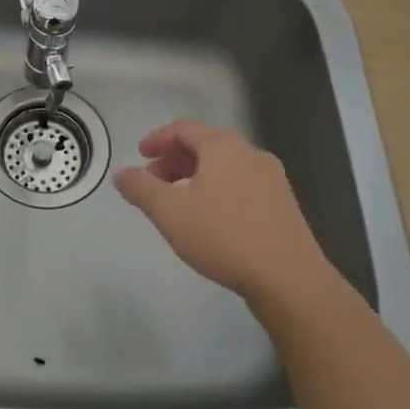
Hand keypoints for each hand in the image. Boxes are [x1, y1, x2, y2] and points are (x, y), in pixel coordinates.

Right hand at [113, 121, 333, 306]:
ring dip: (195, 176)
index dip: (158, 139)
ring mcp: (271, 179)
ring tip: (178, 203)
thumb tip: (120, 173)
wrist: (289, 279)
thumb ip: (141, 188)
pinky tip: (210, 219)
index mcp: (223, 146)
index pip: (184, 129)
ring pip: (224, 166)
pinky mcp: (283, 205)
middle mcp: (250, 154)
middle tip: (153, 181)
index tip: (140, 155)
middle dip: (175, 159)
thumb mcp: (170, 212)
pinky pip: (241, 185)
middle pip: (205, 145)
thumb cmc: (223, 236)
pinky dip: (217, 190)